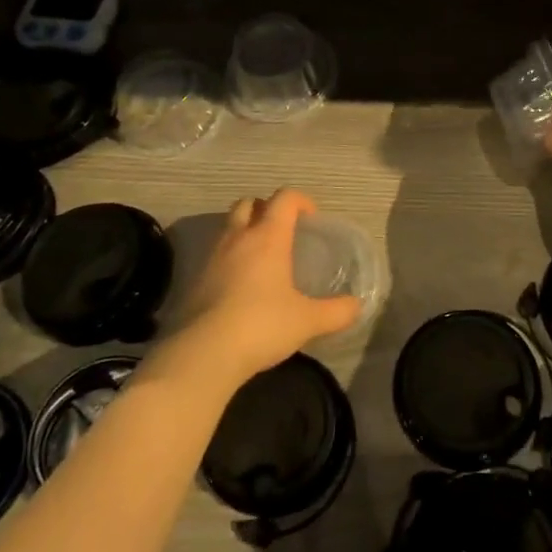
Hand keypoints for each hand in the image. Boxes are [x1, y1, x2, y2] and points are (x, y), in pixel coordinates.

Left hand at [161, 189, 359, 391]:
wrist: (204, 352)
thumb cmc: (262, 325)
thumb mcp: (307, 321)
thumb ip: (337, 311)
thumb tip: (357, 306)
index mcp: (268, 237)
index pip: (284, 198)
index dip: (301, 201)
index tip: (312, 219)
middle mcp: (238, 237)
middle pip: (249, 203)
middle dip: (266, 209)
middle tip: (282, 232)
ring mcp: (212, 256)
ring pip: (228, 226)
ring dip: (245, 231)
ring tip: (262, 258)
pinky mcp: (195, 279)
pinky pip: (215, 254)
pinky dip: (229, 258)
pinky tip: (240, 285)